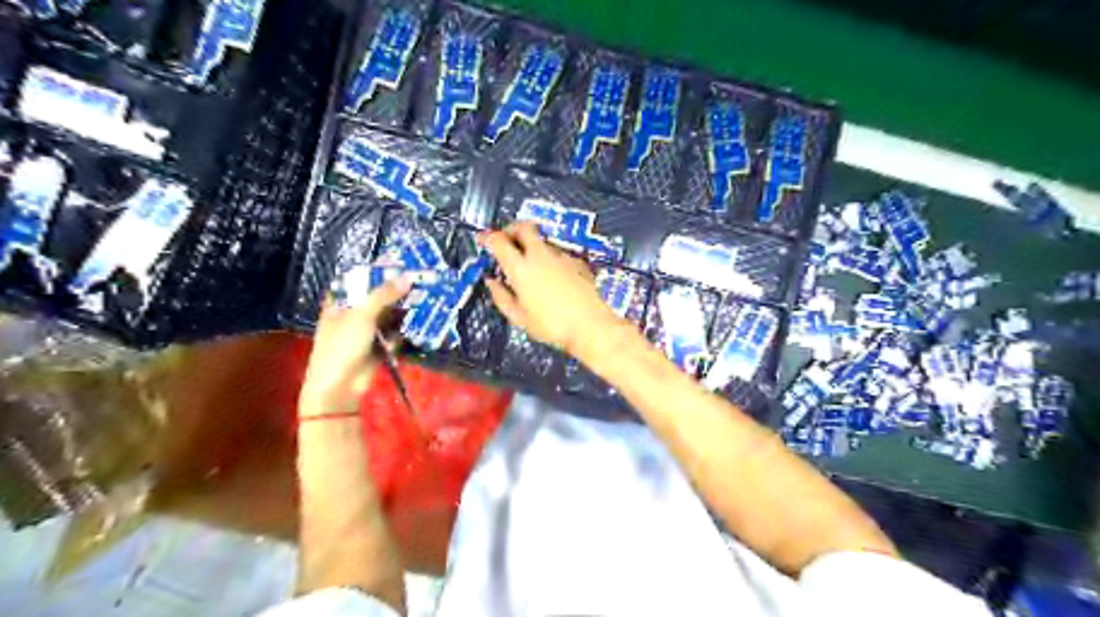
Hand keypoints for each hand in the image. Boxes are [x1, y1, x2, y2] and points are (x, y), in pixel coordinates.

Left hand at [299, 276, 411, 416]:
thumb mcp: (361, 314)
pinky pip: (396, 332)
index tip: (401, 262)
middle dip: (399, 289)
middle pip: (379, 296)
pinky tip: (424, 318)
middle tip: (422, 278)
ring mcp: (367, 330)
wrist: (340, 386)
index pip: (360, 278)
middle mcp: (354, 312)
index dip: (379, 270)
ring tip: (429, 295)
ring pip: (390, 313)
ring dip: (406, 307)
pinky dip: (408, 327)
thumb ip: (384, 294)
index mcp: (340, 301)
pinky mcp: (380, 345)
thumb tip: (408, 276)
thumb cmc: (342, 346)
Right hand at [480, 221, 621, 356]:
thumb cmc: (552, 326)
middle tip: (506, 240)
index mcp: (521, 268)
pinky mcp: (577, 262)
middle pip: (524, 227)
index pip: (499, 241)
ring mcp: (562, 256)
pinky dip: (550, 258)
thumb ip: (501, 297)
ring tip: (530, 265)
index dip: (488, 237)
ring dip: (532, 246)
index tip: (483, 240)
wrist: (591, 326)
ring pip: (542, 241)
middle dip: (512, 229)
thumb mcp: (519, 318)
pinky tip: (552, 277)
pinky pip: (558, 253)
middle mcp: (541, 256)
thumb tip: (492, 282)